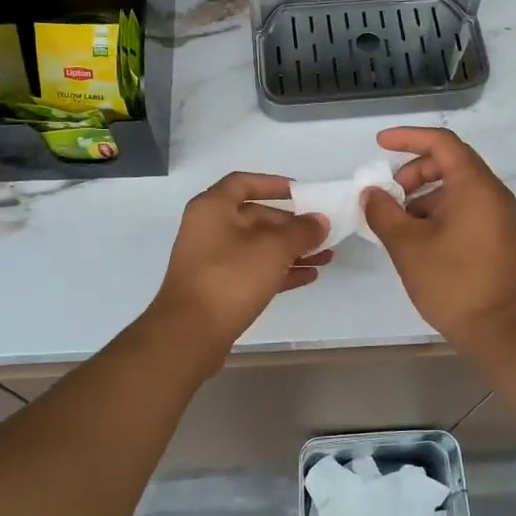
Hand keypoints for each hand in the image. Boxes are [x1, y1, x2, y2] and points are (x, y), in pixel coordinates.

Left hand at [146, 172, 330, 360]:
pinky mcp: (218, 288)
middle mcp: (209, 228)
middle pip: (254, 217)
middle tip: (321, 233)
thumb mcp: (273, 249)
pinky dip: (280, 271)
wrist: (191, 332)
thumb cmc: (231, 277)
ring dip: (291, 250)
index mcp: (213, 207)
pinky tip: (309, 276)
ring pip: (257, 247)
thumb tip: (320, 220)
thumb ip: (301, 231)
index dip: (273, 184)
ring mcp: (211, 260)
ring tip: (325, 257)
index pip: (244, 182)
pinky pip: (254, 271)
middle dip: (290, 225)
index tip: (301, 193)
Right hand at [361, 128, 515, 349]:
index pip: (441, 142)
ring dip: (422, 193)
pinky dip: (437, 210)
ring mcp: (497, 214)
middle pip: (449, 162)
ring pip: (455, 186)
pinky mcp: (495, 233)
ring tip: (396, 221)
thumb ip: (383, 212)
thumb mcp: (406, 244)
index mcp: (474, 185)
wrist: (496, 328)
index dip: (408, 137)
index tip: (380, 144)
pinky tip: (415, 236)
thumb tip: (371, 193)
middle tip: (388, 194)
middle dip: (413, 170)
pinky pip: (464, 206)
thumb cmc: (451, 281)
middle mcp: (491, 192)